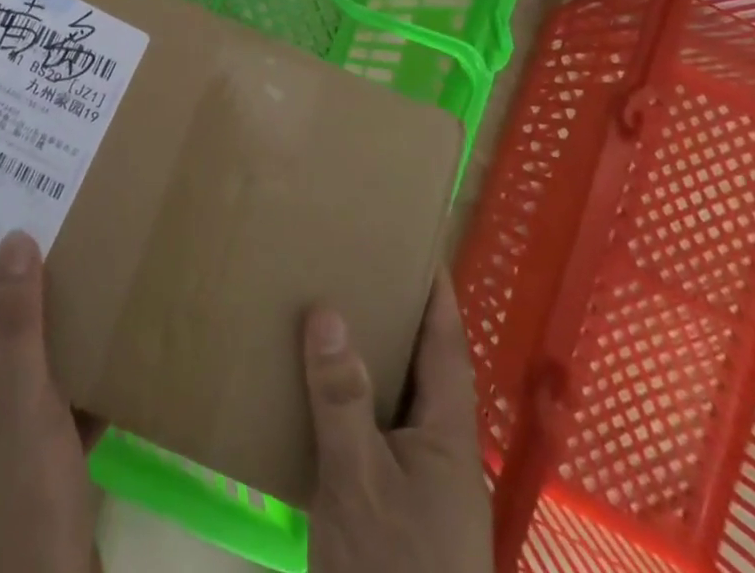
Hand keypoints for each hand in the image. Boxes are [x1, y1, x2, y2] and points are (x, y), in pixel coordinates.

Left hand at [0, 231, 102, 572]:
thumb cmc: (21, 496)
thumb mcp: (19, 401)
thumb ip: (15, 327)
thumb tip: (11, 238)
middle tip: (27, 233)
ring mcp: (17, 441)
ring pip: (29, 368)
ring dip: (48, 329)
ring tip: (75, 273)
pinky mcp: (54, 465)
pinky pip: (71, 404)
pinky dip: (88, 379)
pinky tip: (114, 348)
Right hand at [303, 269, 493, 572]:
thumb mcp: (359, 482)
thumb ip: (343, 397)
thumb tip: (327, 308)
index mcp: (447, 436)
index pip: (445, 344)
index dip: (436, 292)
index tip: (419, 243)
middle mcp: (438, 451)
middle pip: (420, 365)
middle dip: (395, 315)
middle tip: (356, 264)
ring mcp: (415, 485)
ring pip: (392, 399)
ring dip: (367, 357)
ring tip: (328, 309)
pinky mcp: (387, 511)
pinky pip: (367, 432)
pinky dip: (344, 402)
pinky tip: (308, 389)